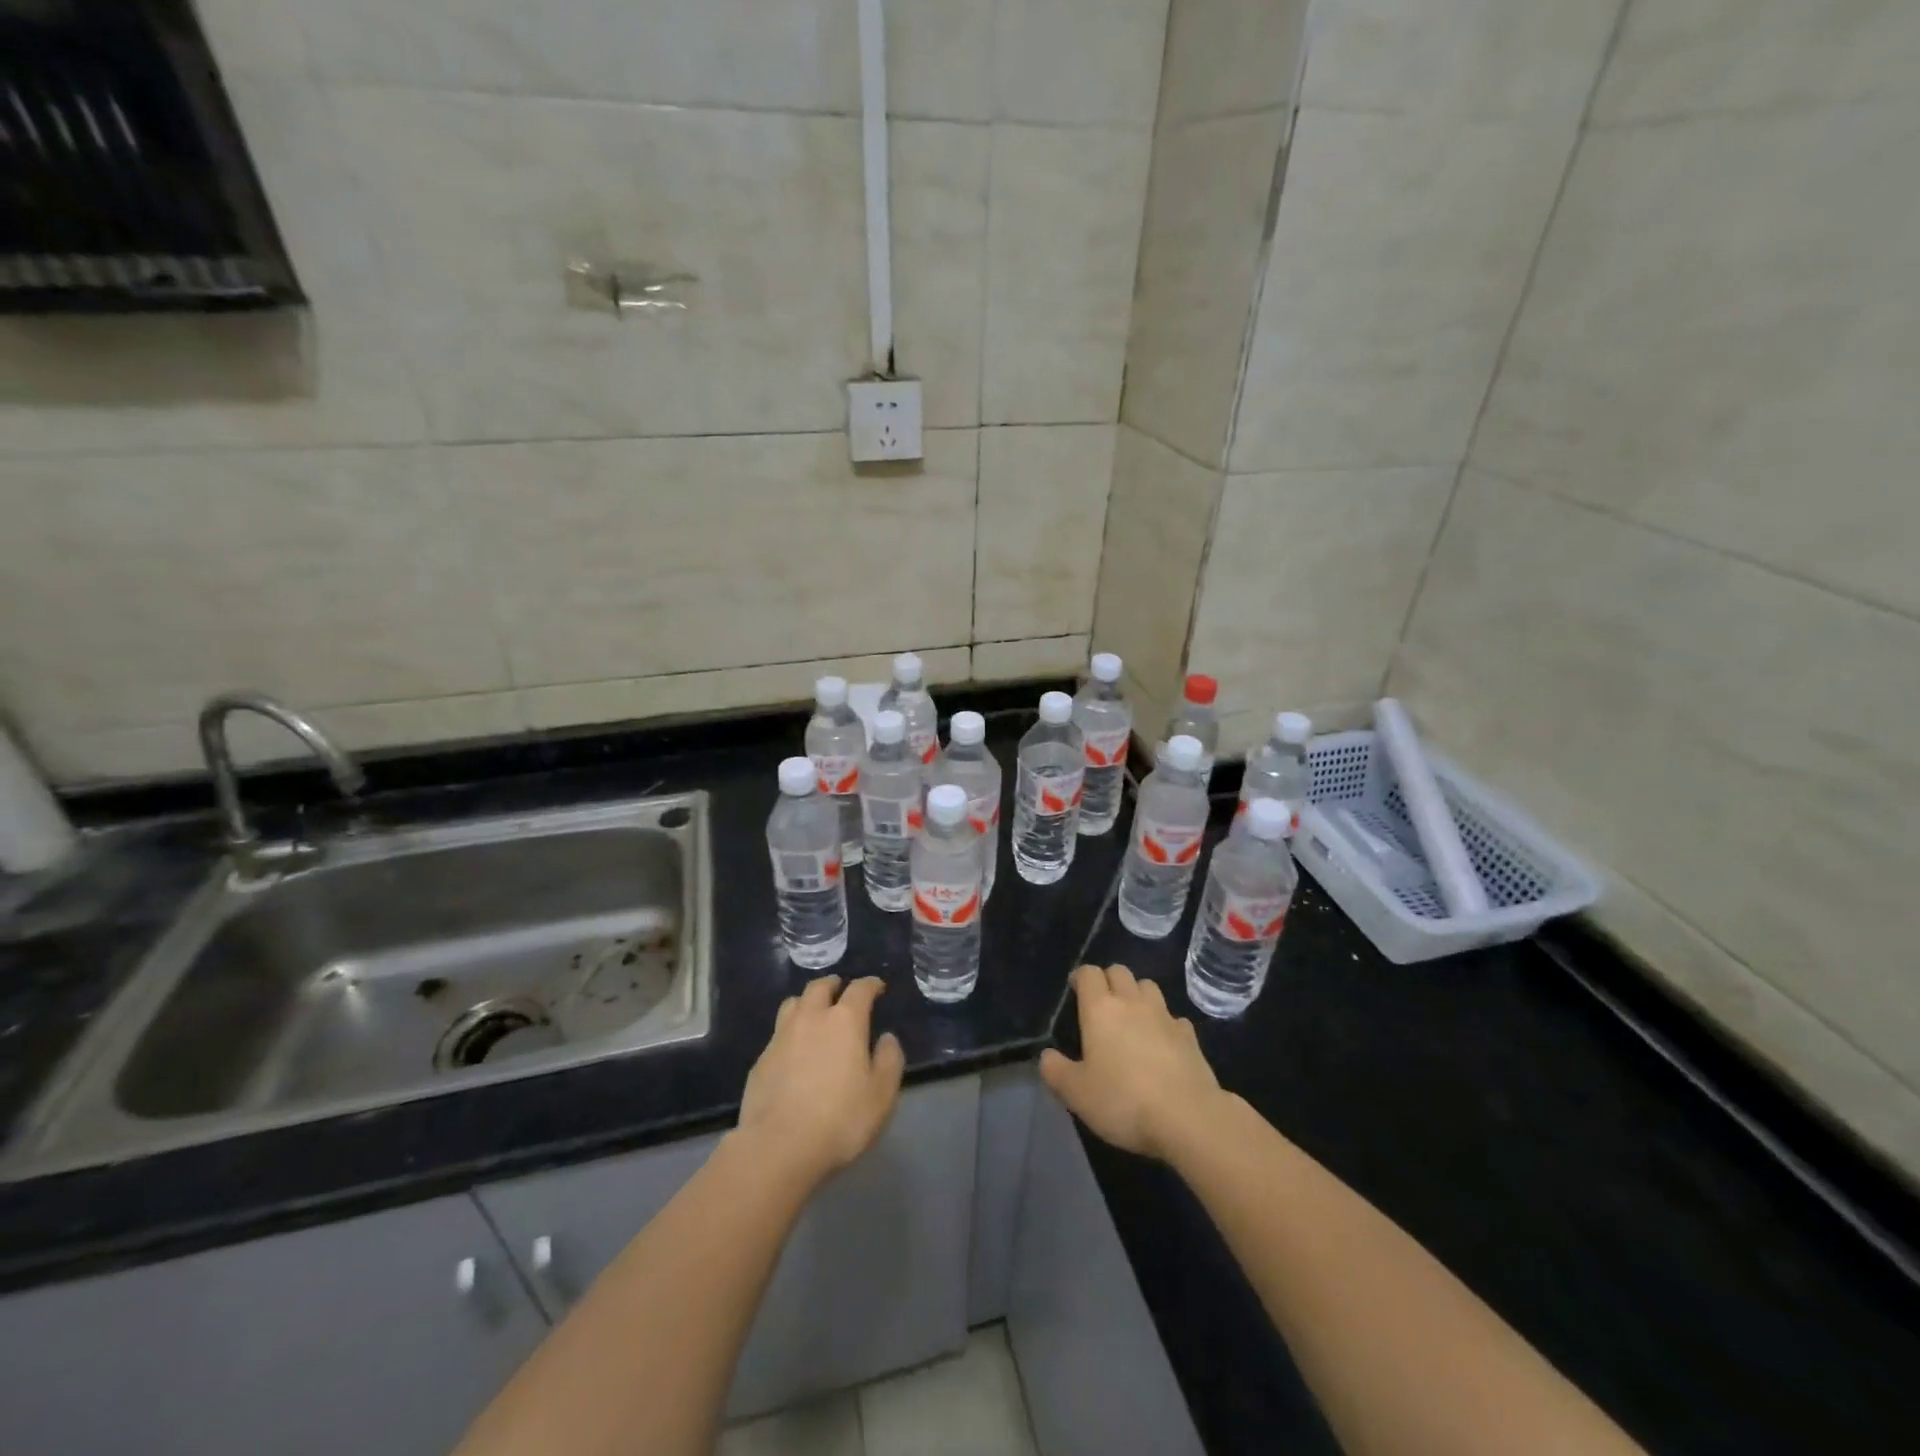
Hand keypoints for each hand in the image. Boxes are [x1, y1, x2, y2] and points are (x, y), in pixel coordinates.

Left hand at [735, 976, 905, 1190]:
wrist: (778, 1147)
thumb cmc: (840, 1119)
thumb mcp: (881, 1095)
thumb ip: (889, 1060)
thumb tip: (886, 1038)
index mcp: (845, 1021)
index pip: (860, 989)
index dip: (870, 984)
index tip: (877, 987)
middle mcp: (811, 1018)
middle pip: (820, 987)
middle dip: (833, 985)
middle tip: (841, 991)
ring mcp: (781, 1037)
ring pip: (793, 1003)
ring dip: (807, 1002)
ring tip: (814, 1012)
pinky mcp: (761, 1060)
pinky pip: (778, 1033)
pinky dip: (790, 1032)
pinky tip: (794, 1050)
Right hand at [1041, 964, 1226, 1161]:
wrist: (1188, 1118)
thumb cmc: (1123, 1100)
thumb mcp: (1076, 1093)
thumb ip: (1056, 1071)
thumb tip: (1046, 1056)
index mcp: (1100, 1009)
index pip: (1089, 973)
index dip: (1080, 977)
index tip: (1075, 991)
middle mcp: (1132, 1002)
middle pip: (1120, 971)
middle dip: (1109, 980)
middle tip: (1102, 1004)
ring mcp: (1164, 1016)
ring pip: (1148, 986)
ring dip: (1137, 994)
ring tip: (1132, 1018)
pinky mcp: (1190, 1036)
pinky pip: (1173, 1017)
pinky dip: (1165, 1023)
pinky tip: (1162, 1043)